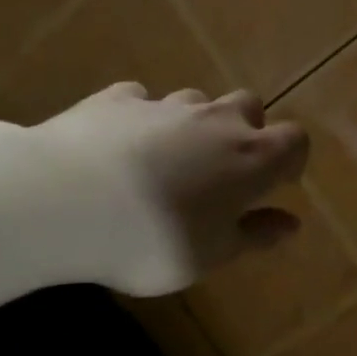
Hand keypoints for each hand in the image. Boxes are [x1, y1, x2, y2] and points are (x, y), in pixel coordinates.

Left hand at [23, 82, 308, 296]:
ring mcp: (165, 105)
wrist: (60, 202)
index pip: (295, 141)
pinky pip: (140, 102)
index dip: (290, 161)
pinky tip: (121, 147)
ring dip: (193, 125)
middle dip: (244, 131)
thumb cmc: (154, 239)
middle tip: (222, 171)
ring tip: (167, 162)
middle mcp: (217, 120)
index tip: (274, 186)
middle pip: (248, 106)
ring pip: (195, 102)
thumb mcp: (212, 255)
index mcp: (253, 157)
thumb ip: (255, 235)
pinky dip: (141, 120)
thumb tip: (290, 223)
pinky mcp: (116, 100)